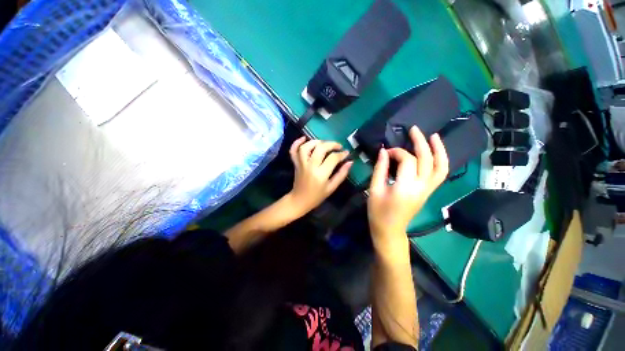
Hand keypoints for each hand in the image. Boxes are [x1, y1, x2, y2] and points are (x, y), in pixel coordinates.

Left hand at [288, 137, 352, 215]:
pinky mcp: (295, 163)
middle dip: (331, 144)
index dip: (341, 154)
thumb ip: (341, 174)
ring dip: (316, 142)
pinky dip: (297, 143)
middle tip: (338, 146)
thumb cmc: (317, 196)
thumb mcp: (332, 187)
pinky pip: (293, 151)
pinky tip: (304, 138)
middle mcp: (310, 166)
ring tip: (324, 143)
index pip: (333, 158)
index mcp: (320, 174)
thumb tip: (350, 162)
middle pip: (320, 148)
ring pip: (306, 147)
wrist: (299, 200)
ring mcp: (301, 164)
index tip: (346, 153)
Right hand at [368, 126, 448, 253]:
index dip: (396, 152)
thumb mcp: (375, 189)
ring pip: (441, 166)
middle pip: (427, 159)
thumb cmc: (378, 211)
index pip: (407, 161)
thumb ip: (380, 169)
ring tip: (433, 136)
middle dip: (420, 142)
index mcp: (405, 187)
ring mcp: (428, 190)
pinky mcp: (428, 192)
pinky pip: (440, 174)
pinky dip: (440, 161)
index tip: (385, 153)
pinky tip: (435, 153)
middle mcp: (421, 187)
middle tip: (413, 129)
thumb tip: (383, 151)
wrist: (390, 230)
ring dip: (439, 150)